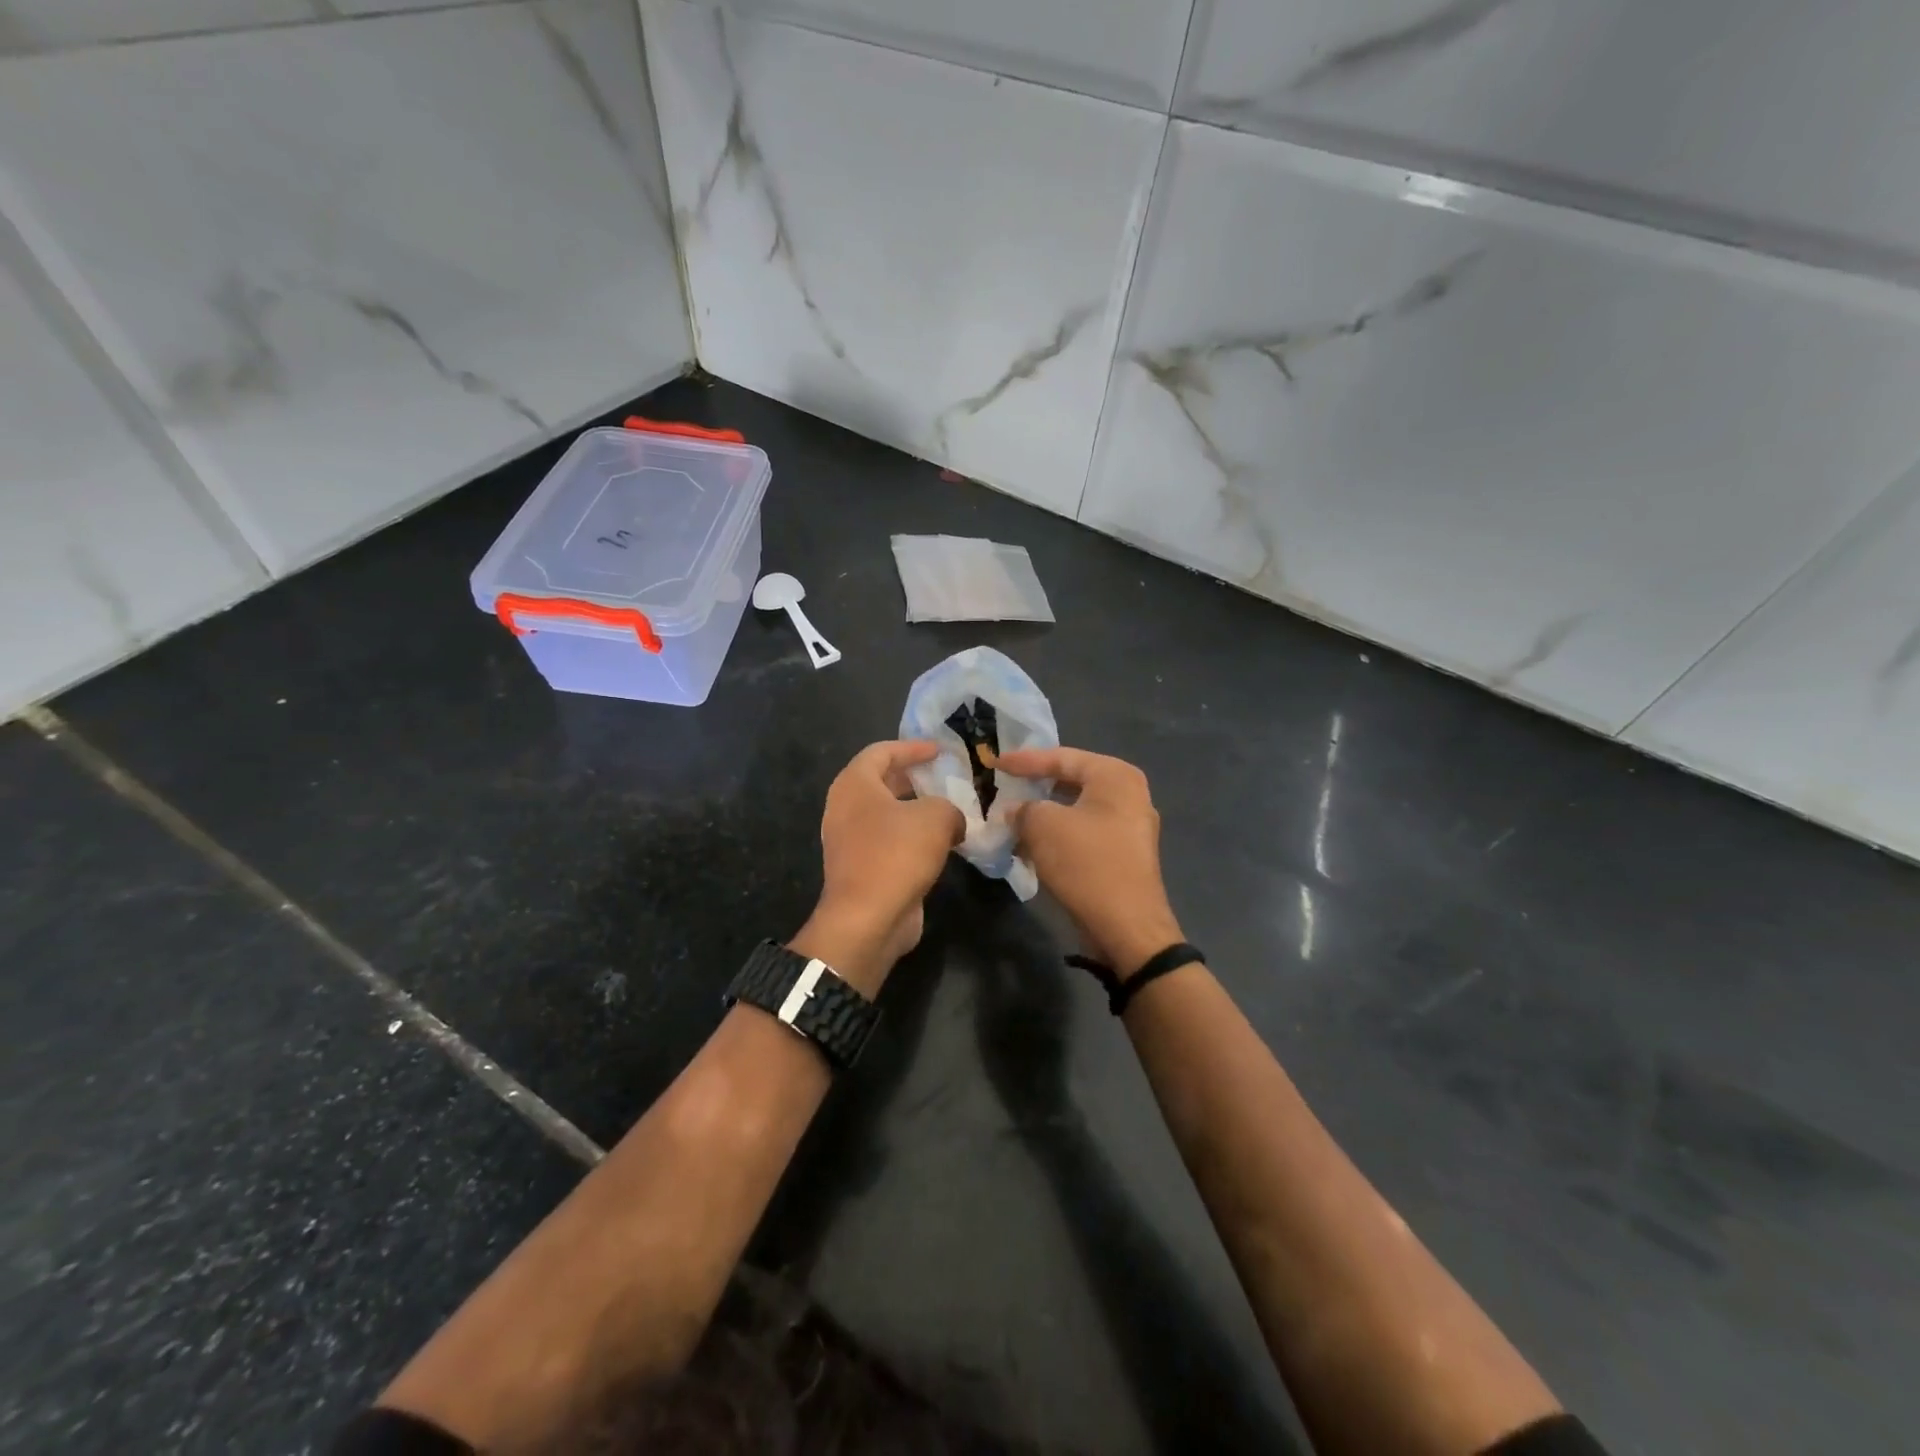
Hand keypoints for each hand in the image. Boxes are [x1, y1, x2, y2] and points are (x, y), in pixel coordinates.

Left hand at [789, 741, 963, 995]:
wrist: (868, 919)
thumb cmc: (896, 854)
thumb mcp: (936, 817)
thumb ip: (949, 807)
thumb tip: (953, 820)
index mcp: (854, 784)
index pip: (882, 751)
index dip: (913, 747)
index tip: (941, 750)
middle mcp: (845, 808)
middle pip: (882, 781)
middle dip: (915, 777)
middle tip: (947, 776)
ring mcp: (850, 840)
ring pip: (887, 813)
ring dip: (917, 810)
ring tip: (951, 808)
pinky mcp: (862, 868)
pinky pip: (890, 841)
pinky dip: (913, 836)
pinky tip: (943, 842)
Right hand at [998, 746, 1183, 978]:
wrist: (1126, 927)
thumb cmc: (1086, 863)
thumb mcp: (1042, 826)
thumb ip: (1022, 809)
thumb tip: (1014, 810)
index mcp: (1115, 776)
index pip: (1062, 757)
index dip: (1024, 760)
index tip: (994, 762)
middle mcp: (1129, 794)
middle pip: (1071, 781)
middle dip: (1035, 787)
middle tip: (1004, 786)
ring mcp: (1130, 826)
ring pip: (1076, 810)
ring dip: (1044, 815)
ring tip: (1012, 817)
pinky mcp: (1124, 855)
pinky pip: (1084, 833)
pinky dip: (1058, 835)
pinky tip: (1031, 845)